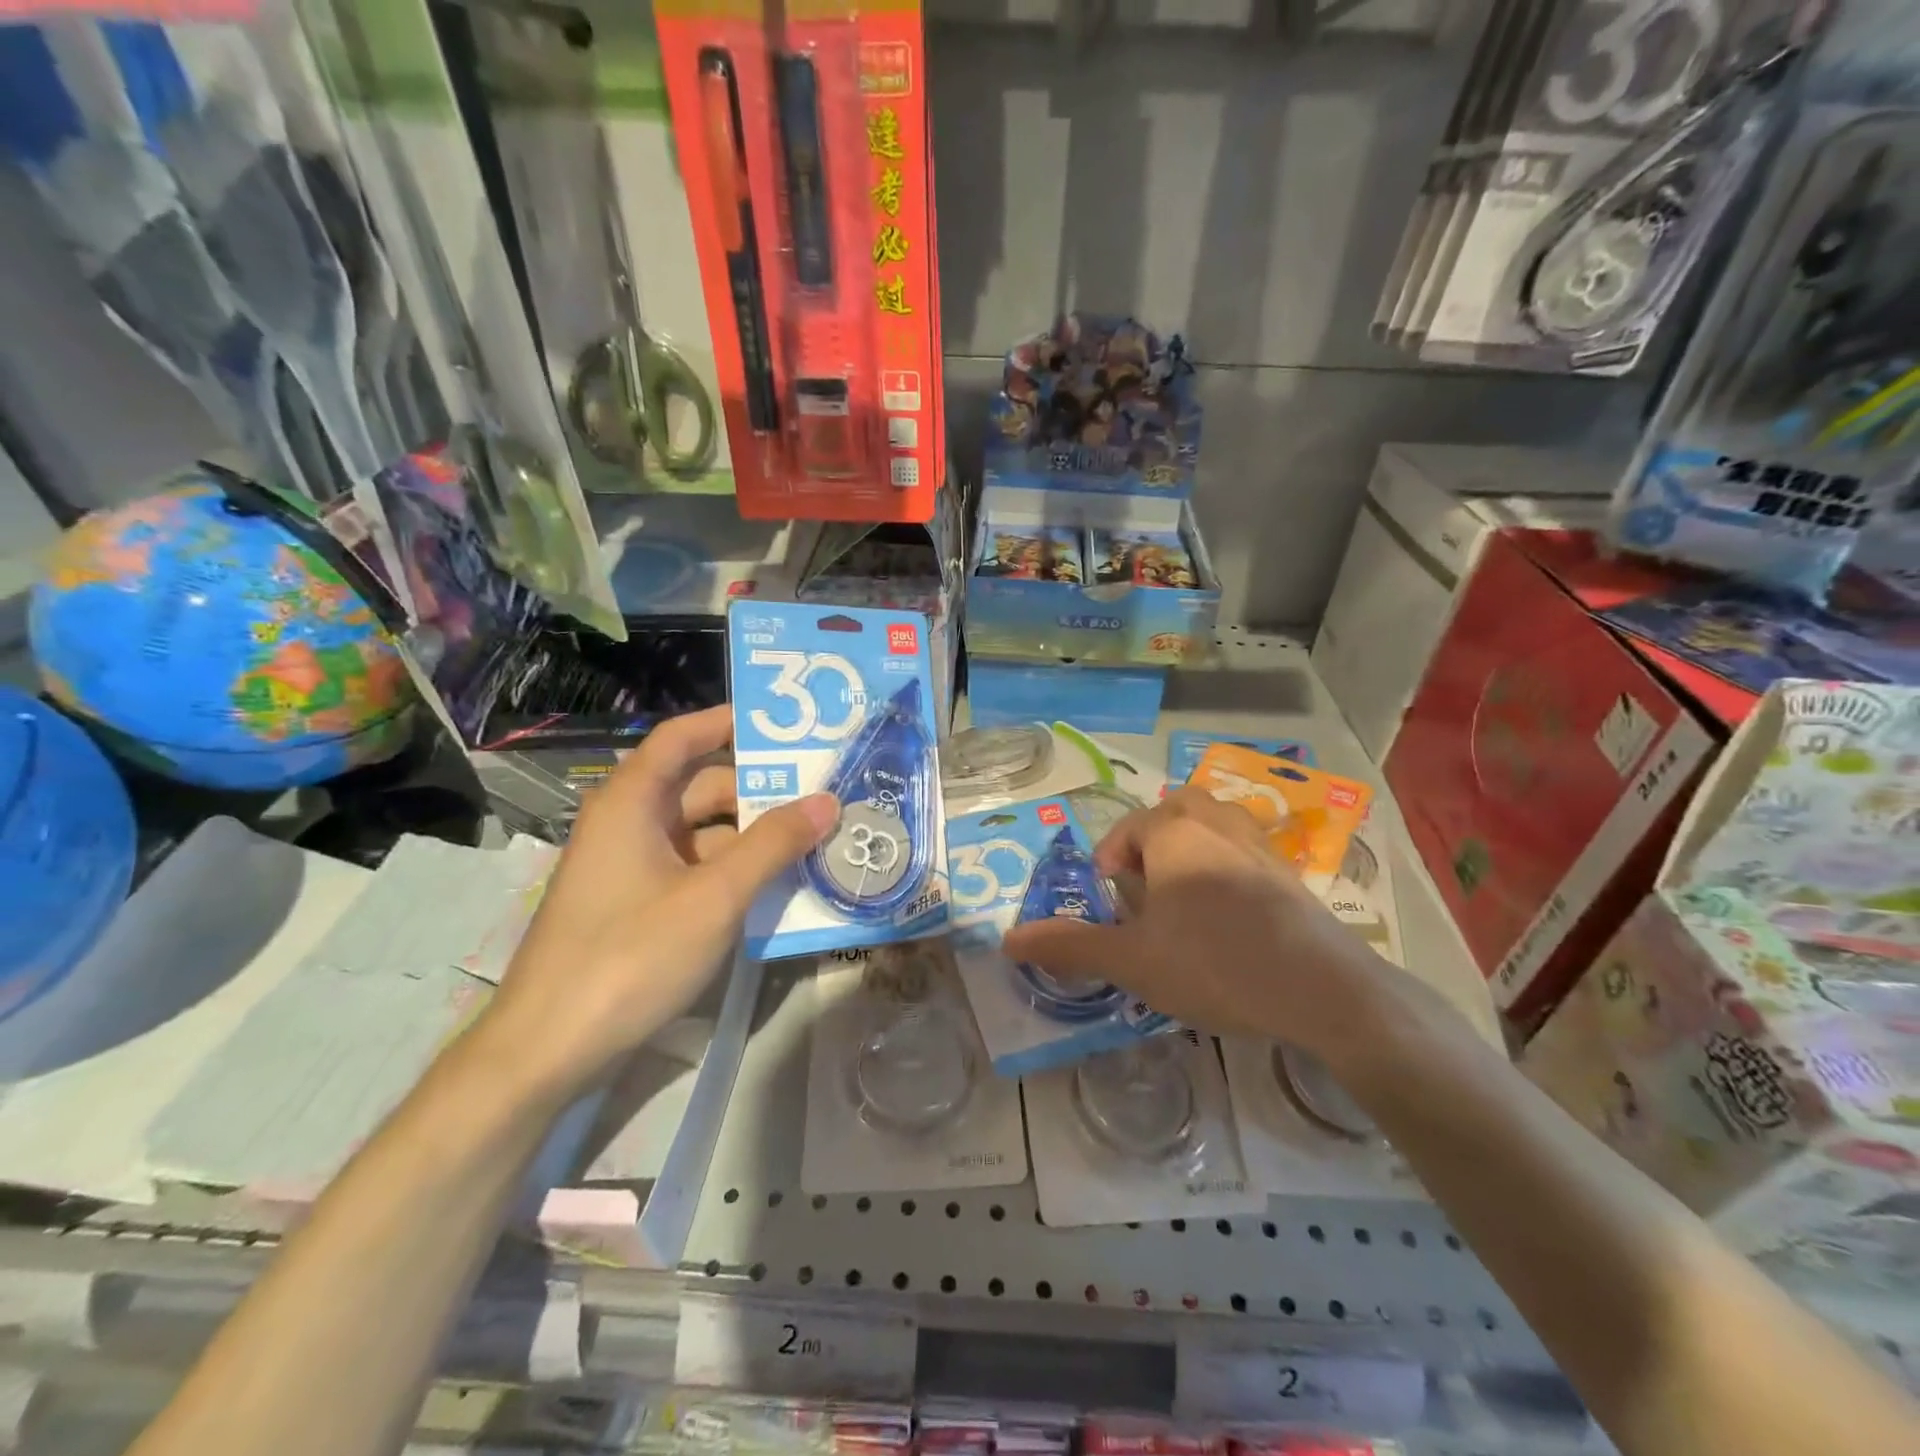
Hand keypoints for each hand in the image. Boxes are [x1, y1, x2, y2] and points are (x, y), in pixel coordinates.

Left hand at [479, 706, 837, 1101]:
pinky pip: (695, 871)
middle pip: (701, 788)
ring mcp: (632, 869)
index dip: (727, 723)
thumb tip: (827, 800)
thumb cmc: (630, 955)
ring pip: (703, 834)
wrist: (549, 1049)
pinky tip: (778, 887)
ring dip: (753, 837)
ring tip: (815, 841)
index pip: (681, 738)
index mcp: (633, 803)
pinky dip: (734, 871)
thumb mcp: (715, 896)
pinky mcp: (637, 907)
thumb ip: (773, 844)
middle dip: (760, 791)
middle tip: (822, 794)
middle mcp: (629, 825)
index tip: (782, 726)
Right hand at [1001, 787, 1388, 1065]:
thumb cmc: (1214, 962)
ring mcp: (1259, 843)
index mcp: (1174, 830)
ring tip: (1181, 900)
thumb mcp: (1132, 960)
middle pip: (1171, 814)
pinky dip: (1223, 869)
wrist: (1324, 990)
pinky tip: (1227, 919)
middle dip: (1150, 846)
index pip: (1126, 830)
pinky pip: (1242, 852)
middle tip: (1145, 891)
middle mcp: (1217, 822)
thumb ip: (1069, 945)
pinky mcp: (1289, 872)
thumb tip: (1007, 939)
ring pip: (1211, 827)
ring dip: (1188, 852)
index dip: (1109, 866)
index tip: (1111, 907)